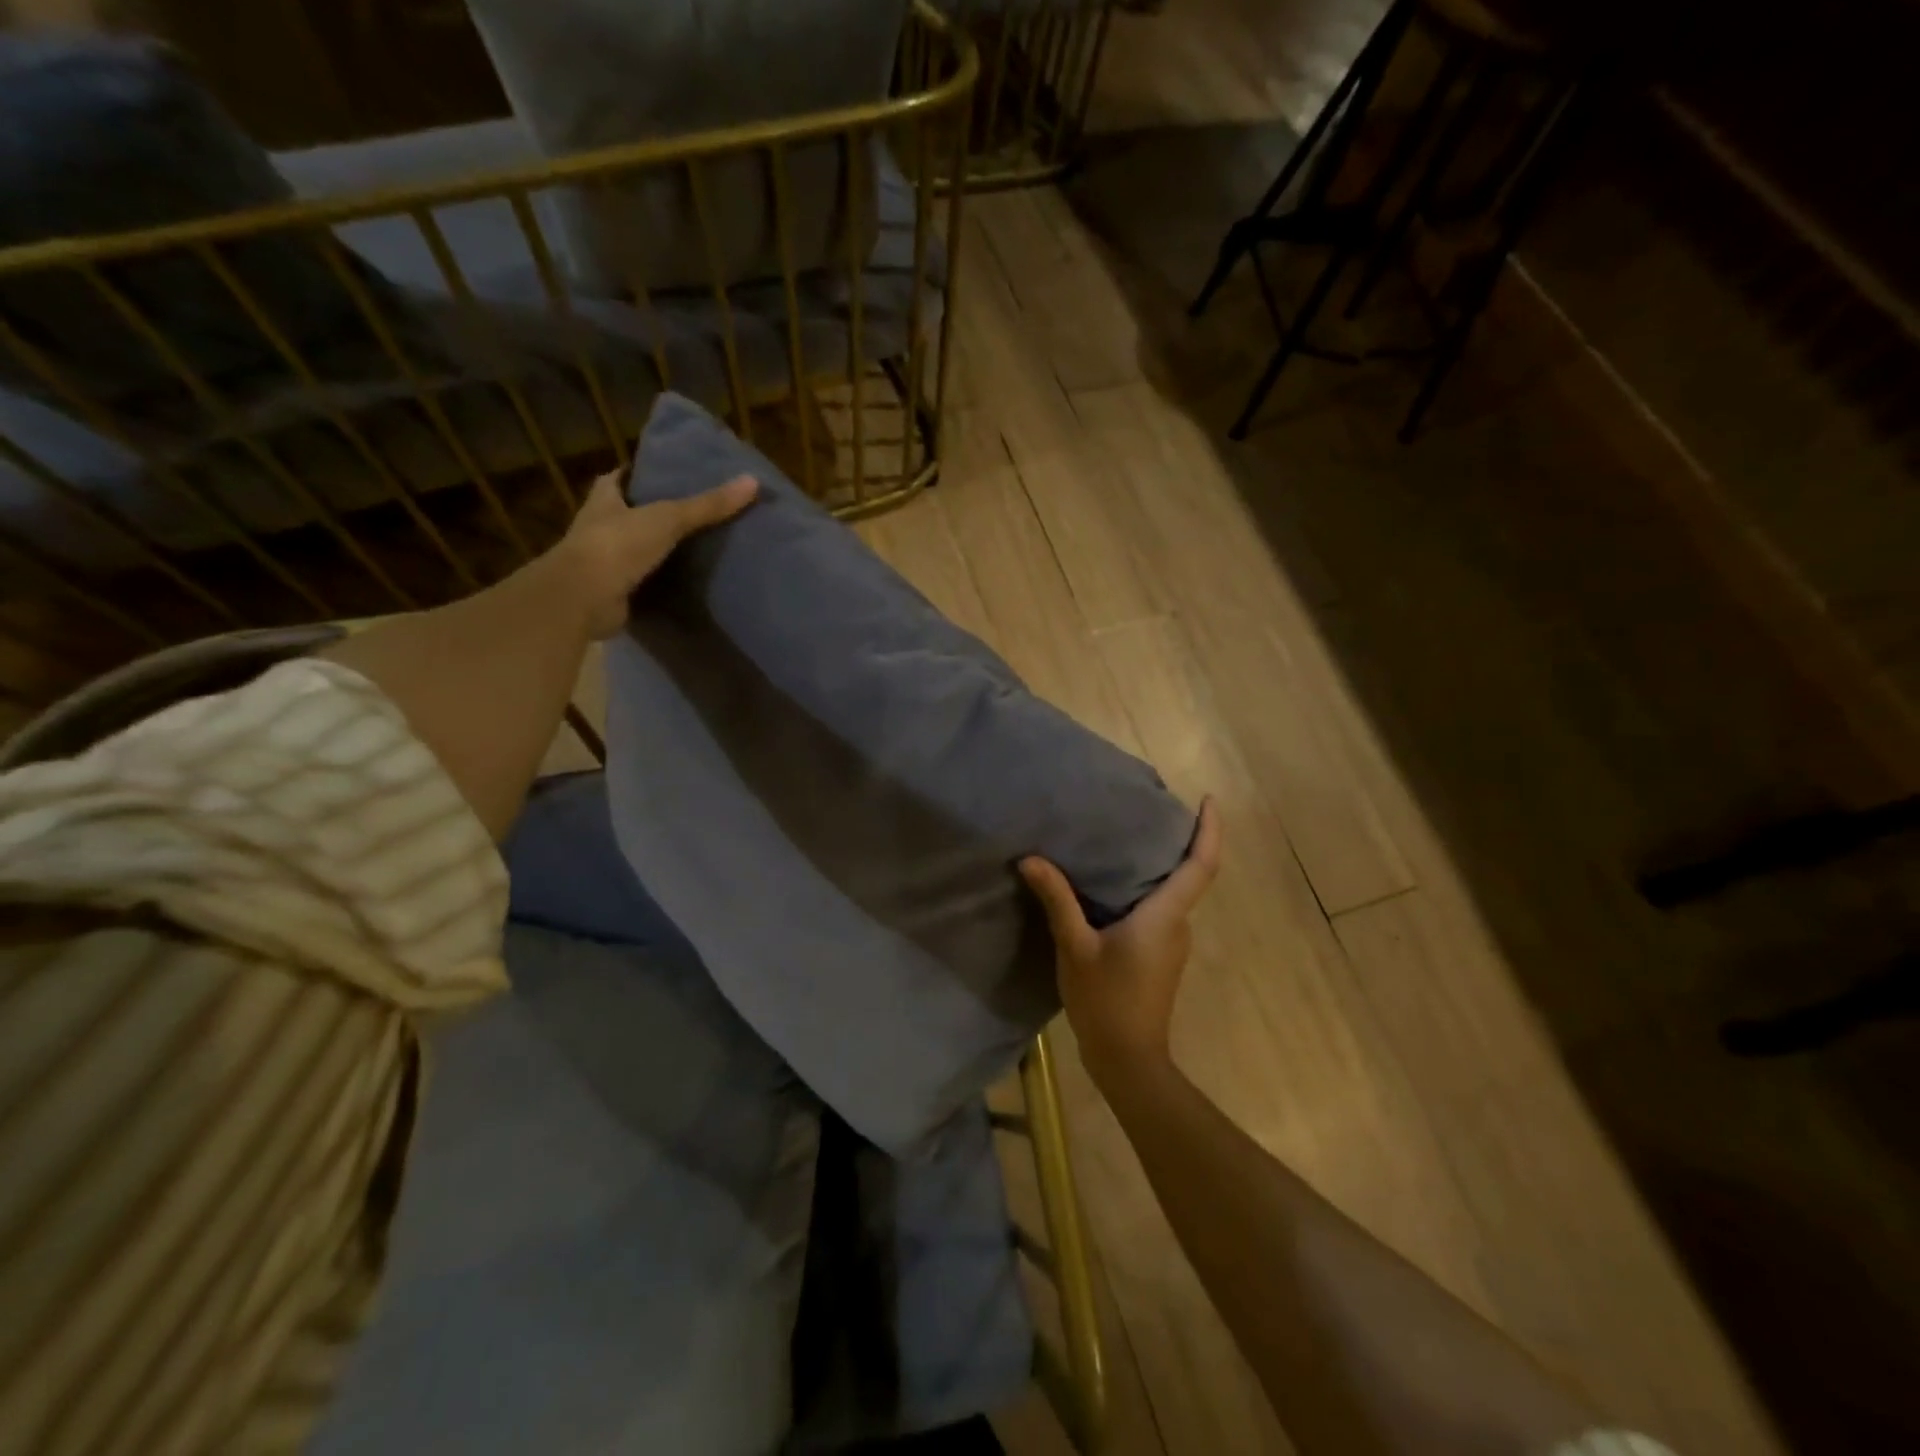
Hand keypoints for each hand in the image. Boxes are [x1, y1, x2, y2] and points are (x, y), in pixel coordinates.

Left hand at [553, 470, 758, 638]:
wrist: (584, 598)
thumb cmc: (618, 545)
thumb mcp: (668, 518)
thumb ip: (708, 504)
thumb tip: (752, 482)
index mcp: (604, 498)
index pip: (622, 478)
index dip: (642, 473)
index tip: (670, 472)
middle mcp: (600, 525)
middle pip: (630, 512)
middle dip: (655, 512)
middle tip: (694, 511)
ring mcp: (604, 560)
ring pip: (636, 547)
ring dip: (658, 548)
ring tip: (697, 546)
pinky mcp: (614, 590)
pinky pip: (642, 580)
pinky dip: (660, 581)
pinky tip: (685, 581)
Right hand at [1019, 799, 1220, 1087]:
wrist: (1127, 1059)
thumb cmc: (1106, 1000)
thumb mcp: (1075, 946)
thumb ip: (1058, 900)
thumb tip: (1031, 859)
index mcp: (1165, 916)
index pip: (1201, 865)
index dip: (1210, 831)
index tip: (1208, 800)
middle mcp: (1178, 924)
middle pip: (1189, 874)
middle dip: (1178, 841)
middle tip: (1147, 809)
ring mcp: (1172, 942)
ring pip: (1172, 893)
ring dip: (1158, 866)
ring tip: (1124, 838)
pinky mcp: (1161, 956)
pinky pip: (1159, 910)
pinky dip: (1145, 888)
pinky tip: (1112, 883)